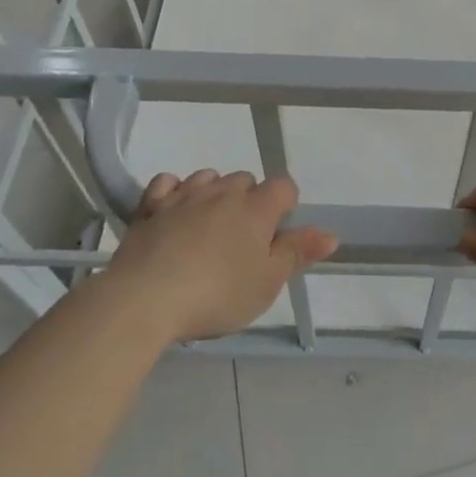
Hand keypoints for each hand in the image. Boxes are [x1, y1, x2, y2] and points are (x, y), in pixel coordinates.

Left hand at [102, 170, 336, 341]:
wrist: (145, 299)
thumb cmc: (216, 294)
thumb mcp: (267, 283)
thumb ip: (298, 254)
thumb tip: (331, 234)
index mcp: (257, 208)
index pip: (284, 186)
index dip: (285, 206)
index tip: (276, 235)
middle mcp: (223, 191)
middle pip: (245, 179)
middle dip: (249, 201)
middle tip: (242, 240)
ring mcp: (184, 195)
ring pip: (208, 177)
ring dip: (214, 193)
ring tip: (208, 227)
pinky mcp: (150, 206)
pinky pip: (168, 183)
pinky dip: (174, 192)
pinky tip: (174, 212)